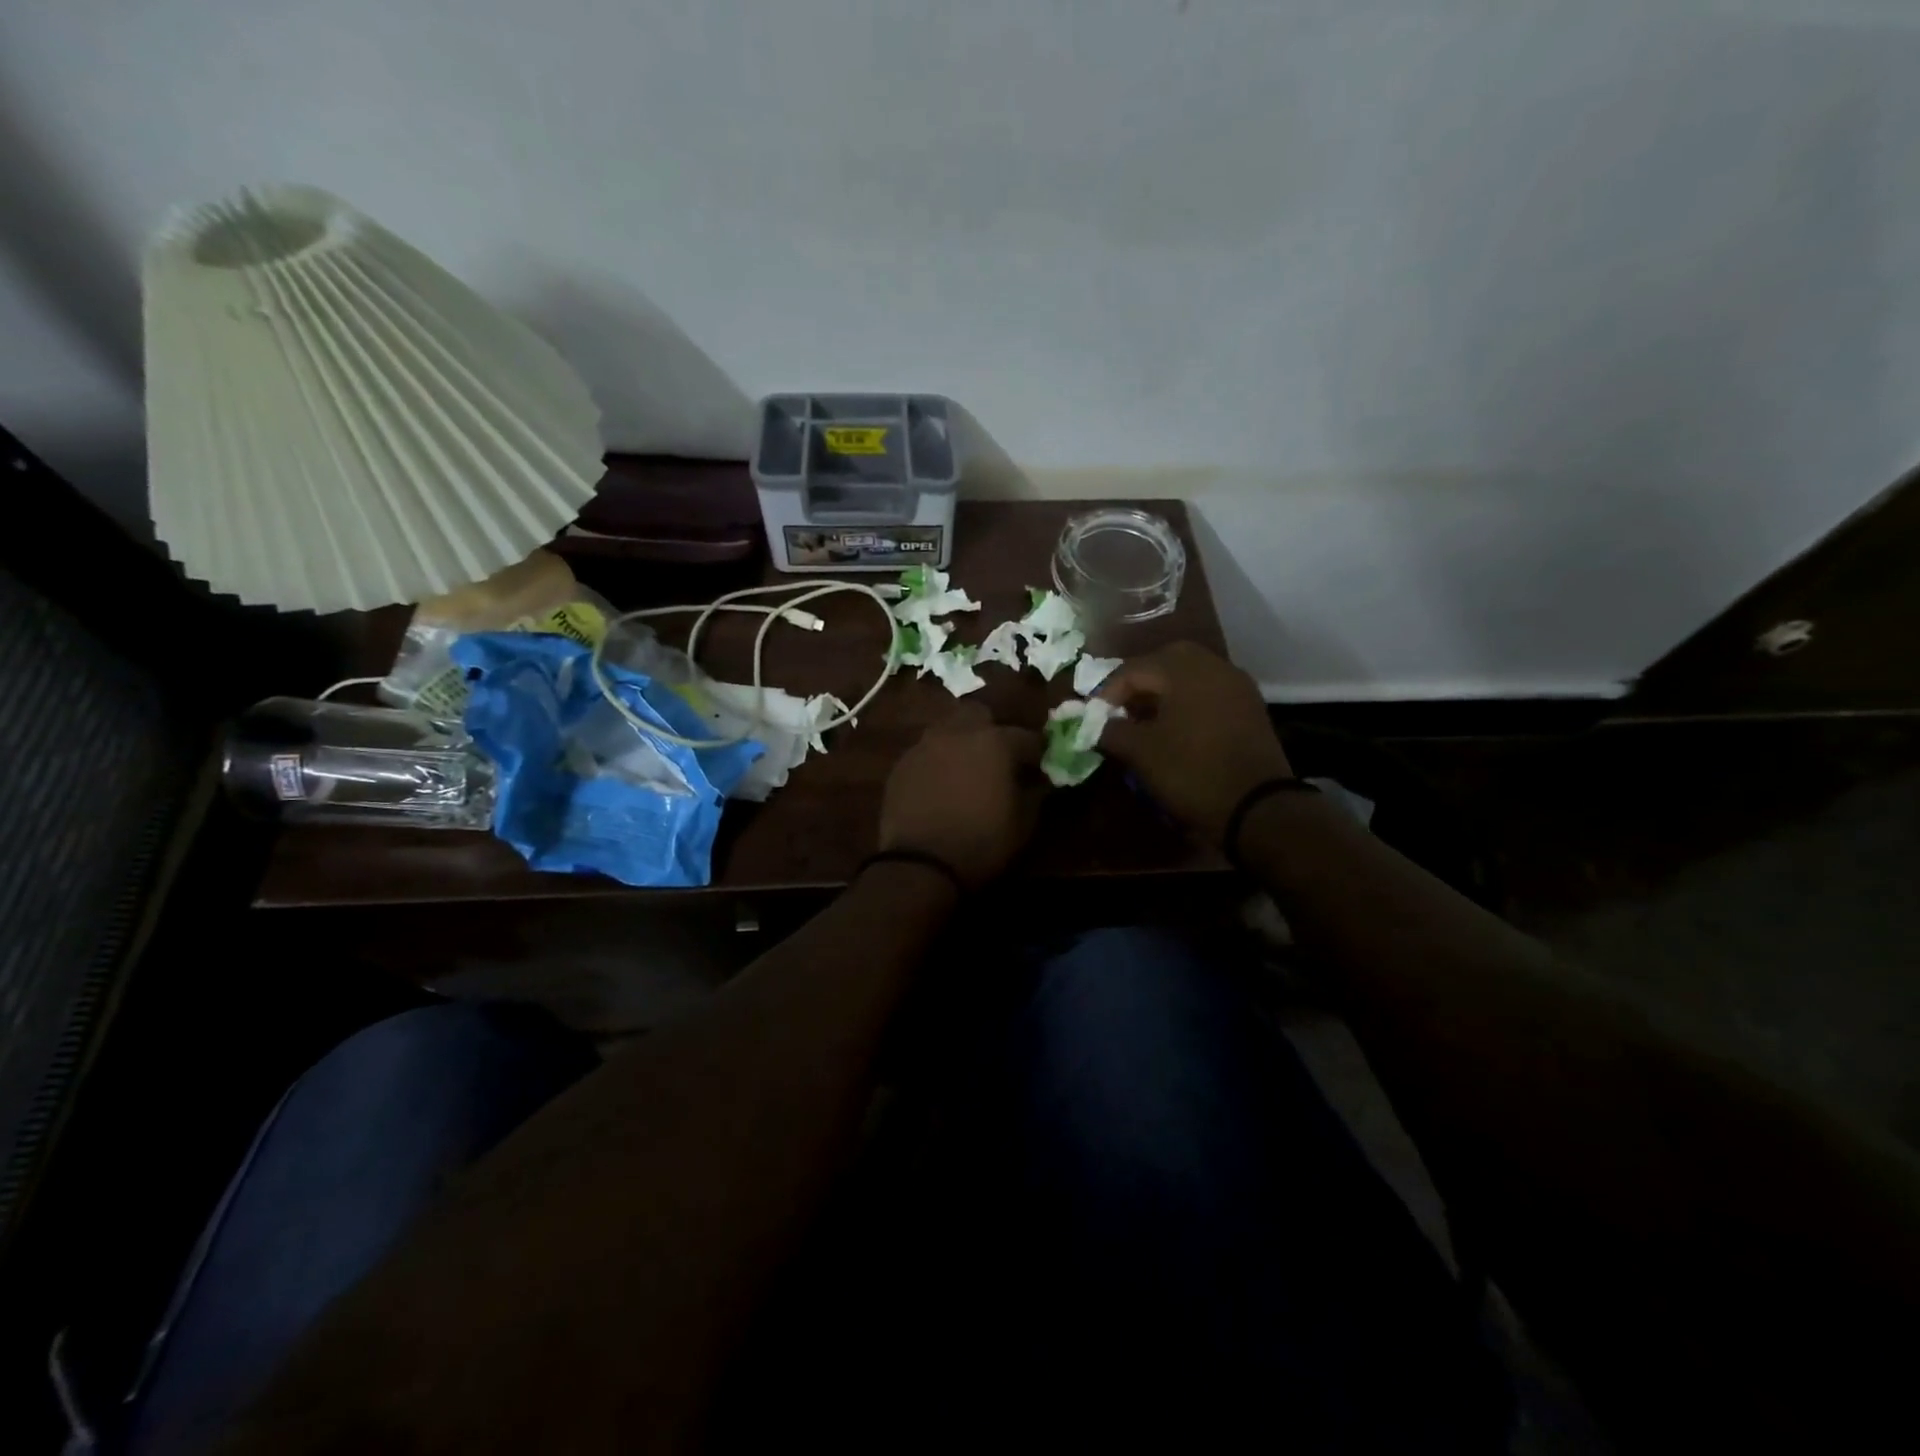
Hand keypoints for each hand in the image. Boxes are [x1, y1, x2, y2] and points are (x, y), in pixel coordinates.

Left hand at [878, 702, 1044, 889]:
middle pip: (979, 714)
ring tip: (967, 768)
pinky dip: (938, 761)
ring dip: (961, 742)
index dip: (1037, 752)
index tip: (1040, 767)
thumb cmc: (982, 842)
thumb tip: (1038, 779)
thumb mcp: (1024, 822)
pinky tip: (940, 784)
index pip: (1026, 737)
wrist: (920, 864)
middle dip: (992, 729)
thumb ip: (1035, 791)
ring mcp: (925, 745)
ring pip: (948, 729)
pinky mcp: (902, 764)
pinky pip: (926, 752)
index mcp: (995, 742)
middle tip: (999, 756)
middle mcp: (958, 733)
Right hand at [1098, 641, 1294, 846]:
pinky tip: (1176, 729)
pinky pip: (1210, 692)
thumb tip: (1098, 725)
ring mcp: (1237, 686)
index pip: (1133, 669)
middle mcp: (1214, 666)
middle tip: (1120, 710)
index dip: (1107, 693)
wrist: (1257, 808)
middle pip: (1165, 662)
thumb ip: (1112, 731)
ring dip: (1164, 692)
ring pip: (1190, 675)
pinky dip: (1188, 702)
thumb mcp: (1141, 752)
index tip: (1093, 718)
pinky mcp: (1251, 708)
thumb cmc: (1192, 772)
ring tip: (1145, 721)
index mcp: (1184, 669)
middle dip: (1138, 683)